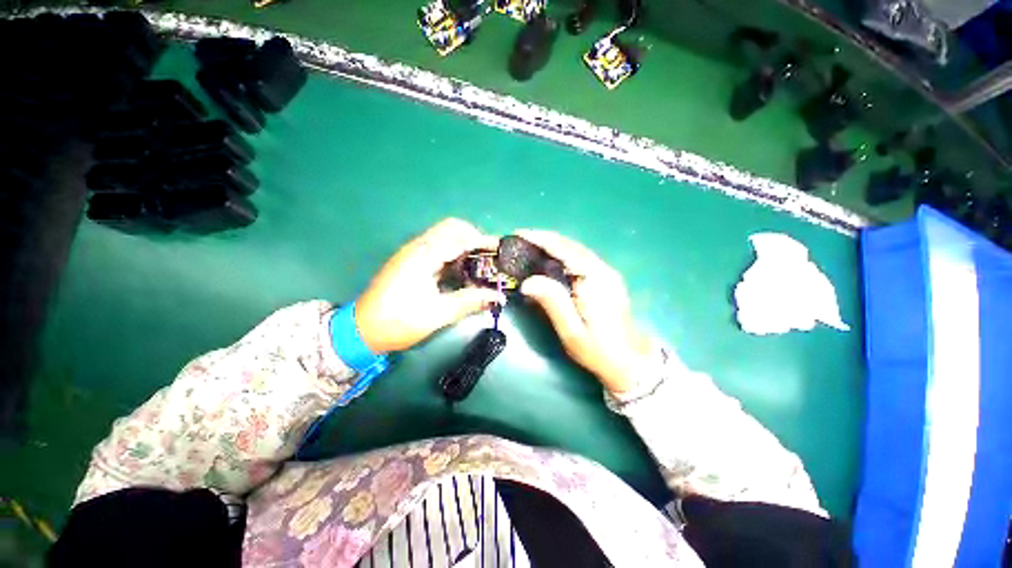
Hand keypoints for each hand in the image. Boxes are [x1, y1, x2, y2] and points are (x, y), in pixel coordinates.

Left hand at [355, 219, 504, 352]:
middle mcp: (418, 247)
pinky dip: (454, 255)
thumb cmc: (398, 322)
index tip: (500, 252)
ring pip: (444, 237)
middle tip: (490, 258)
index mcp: (423, 255)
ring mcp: (413, 254)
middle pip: (452, 228)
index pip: (459, 235)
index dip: (483, 241)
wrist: (361, 330)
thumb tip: (498, 297)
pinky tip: (462, 273)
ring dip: (464, 246)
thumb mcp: (438, 313)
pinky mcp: (411, 262)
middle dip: (474, 239)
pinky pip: (437, 250)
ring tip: (481, 266)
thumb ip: (470, 301)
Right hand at [516, 230, 651, 393]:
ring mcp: (606, 272)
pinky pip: (580, 258)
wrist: (631, 361)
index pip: (563, 249)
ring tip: (530, 245)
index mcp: (594, 279)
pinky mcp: (606, 278)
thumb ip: (552, 303)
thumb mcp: (572, 331)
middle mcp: (602, 269)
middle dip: (544, 238)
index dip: (539, 239)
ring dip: (552, 244)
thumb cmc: (599, 349)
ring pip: (575, 249)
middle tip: (520, 239)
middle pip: (570, 245)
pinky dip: (562, 253)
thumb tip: (528, 281)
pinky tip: (549, 258)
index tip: (518, 234)